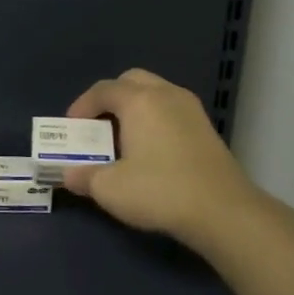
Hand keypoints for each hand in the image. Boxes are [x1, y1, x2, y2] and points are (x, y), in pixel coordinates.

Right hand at [62, 68, 288, 264]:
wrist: (224, 213)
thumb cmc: (160, 191)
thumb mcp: (109, 188)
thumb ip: (83, 177)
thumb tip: (69, 175)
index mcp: (139, 100)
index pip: (103, 90)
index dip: (81, 106)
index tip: (71, 128)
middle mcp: (166, 95)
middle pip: (131, 81)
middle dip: (111, 98)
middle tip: (98, 124)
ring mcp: (192, 110)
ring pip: (156, 94)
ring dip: (135, 109)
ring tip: (123, 138)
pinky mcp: (207, 130)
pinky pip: (172, 111)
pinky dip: (155, 120)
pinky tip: (151, 150)